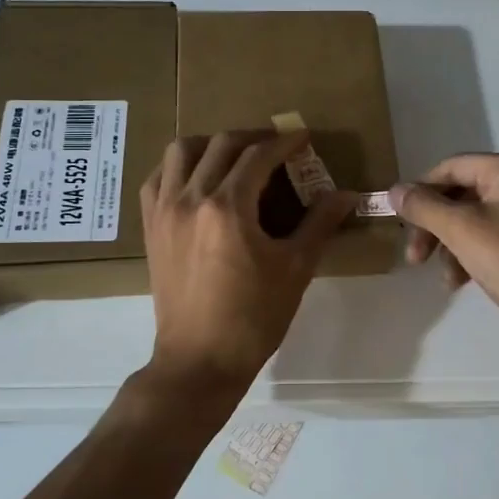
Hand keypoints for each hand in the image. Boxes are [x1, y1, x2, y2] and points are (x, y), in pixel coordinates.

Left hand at [139, 131, 357, 402]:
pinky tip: (197, 180)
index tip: (303, 137)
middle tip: (276, 146)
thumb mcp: (295, 269)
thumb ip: (320, 224)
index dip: (285, 142)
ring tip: (233, 157)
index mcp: (228, 206)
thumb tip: (347, 195)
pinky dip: (178, 168)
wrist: (200, 361)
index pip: (259, 156)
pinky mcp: (151, 227)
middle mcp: (191, 198)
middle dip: (253, 138)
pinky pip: (157, 178)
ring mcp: (164, 211)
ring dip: (211, 144)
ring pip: (181, 152)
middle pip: (221, 144)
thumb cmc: (254, 318)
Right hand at [390, 154, 498, 349]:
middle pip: (463, 194)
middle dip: (435, 226)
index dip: (421, 192)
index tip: (401, 224)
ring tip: (446, 280)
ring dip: (452, 246)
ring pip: (477, 218)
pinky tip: (464, 281)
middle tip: (415, 259)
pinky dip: (475, 253)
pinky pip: (497, 235)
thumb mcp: (462, 232)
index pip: (451, 167)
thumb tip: (394, 189)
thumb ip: (424, 207)